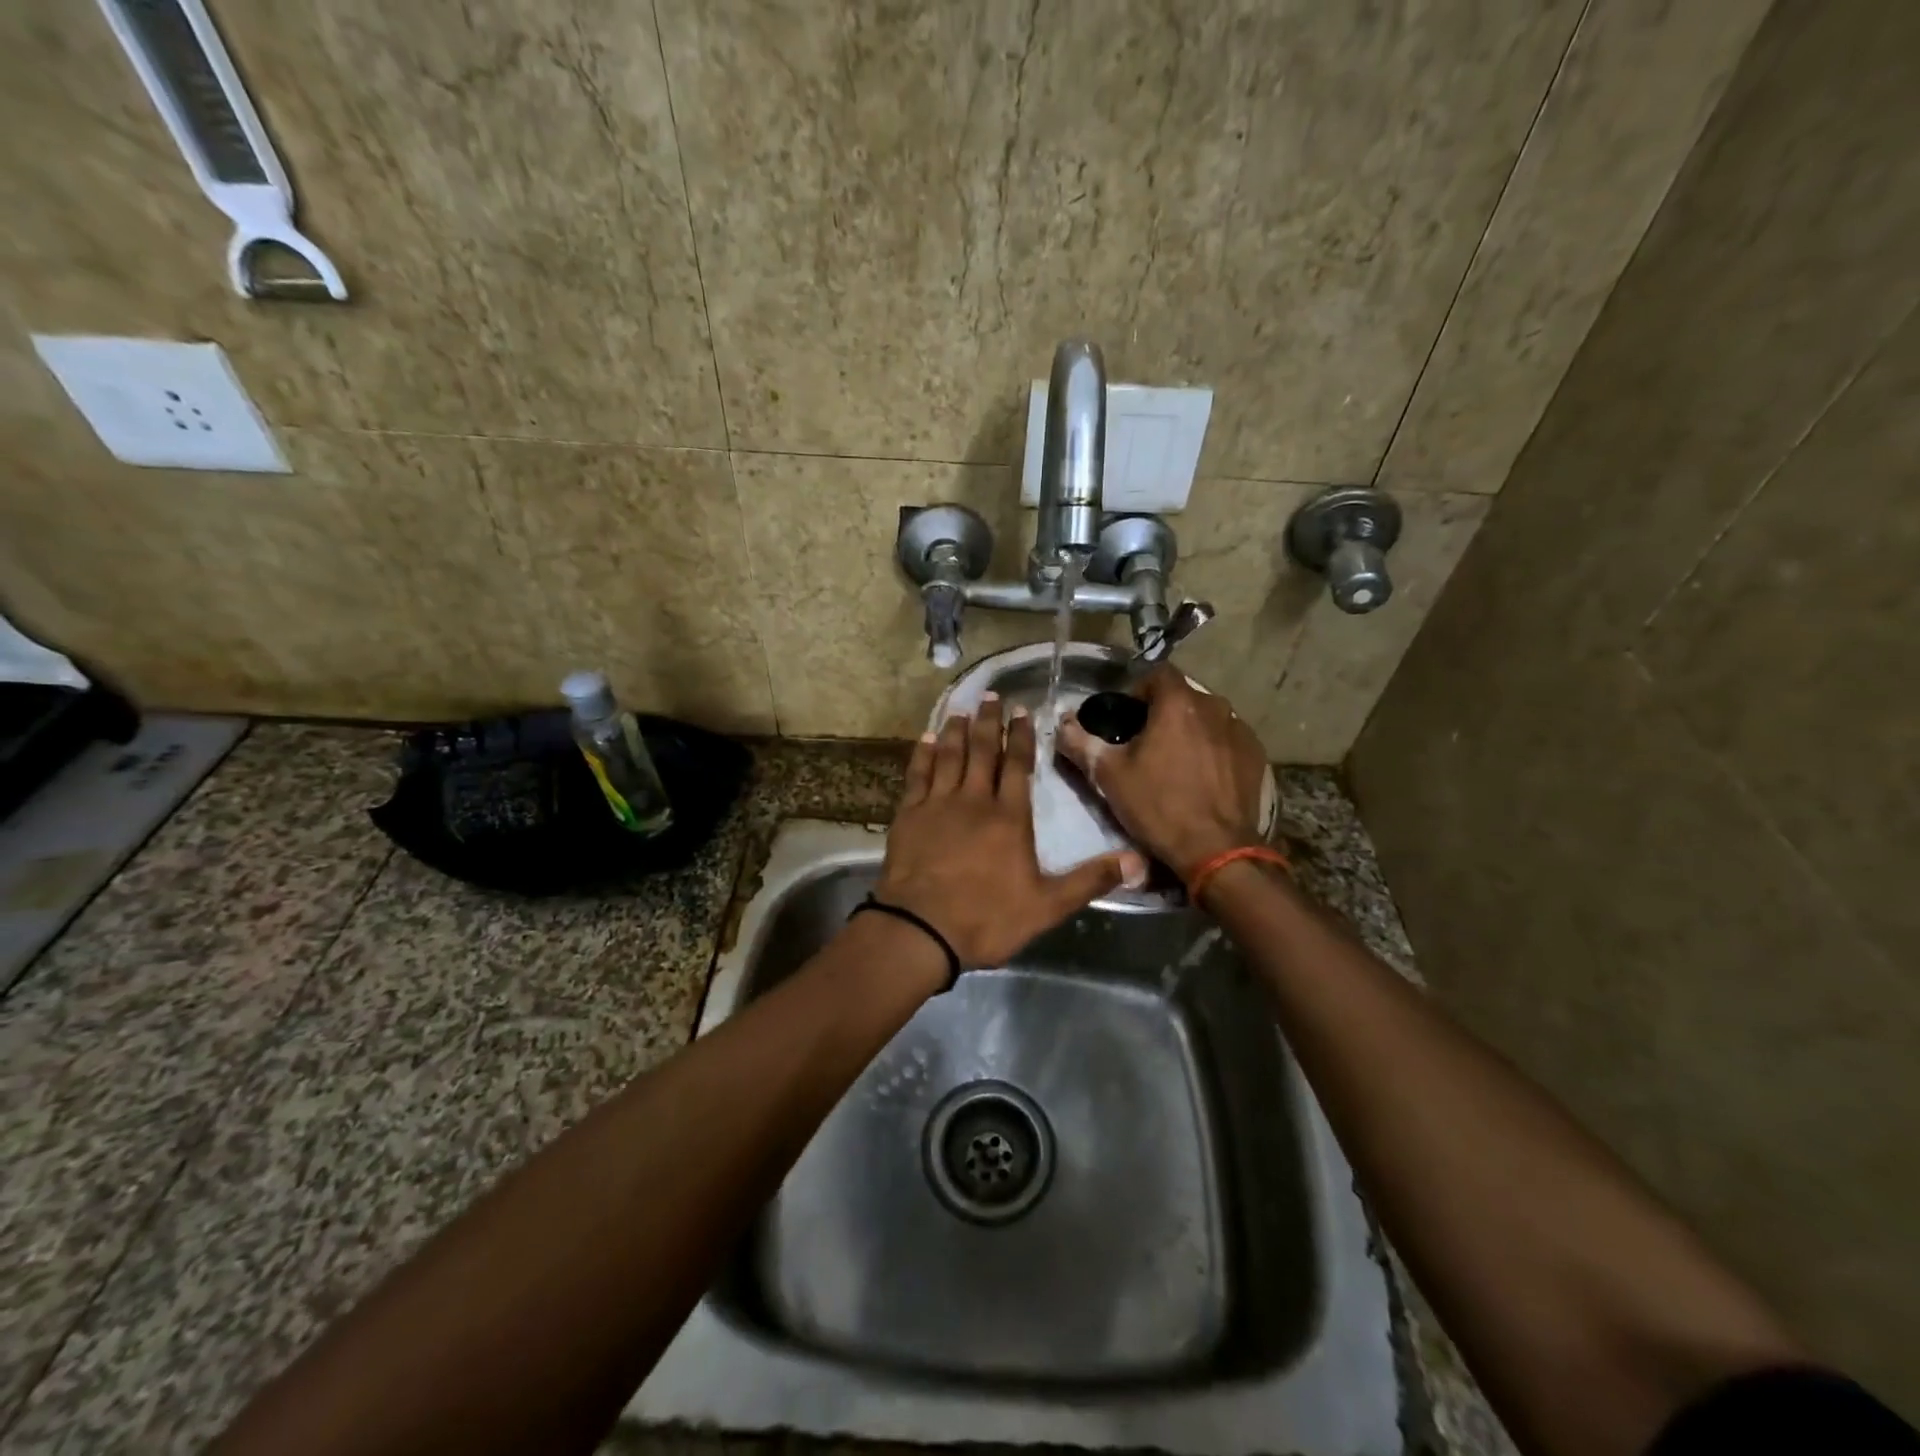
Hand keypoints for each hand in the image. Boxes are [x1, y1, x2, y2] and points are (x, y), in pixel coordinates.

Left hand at [876, 695, 1146, 968]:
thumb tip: (1138, 861)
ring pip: (950, 756)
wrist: (920, 929)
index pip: (1019, 766)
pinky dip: (923, 754)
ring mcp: (938, 805)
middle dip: (990, 722)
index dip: (1022, 737)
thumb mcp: (1047, 906)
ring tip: (962, 709)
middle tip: (991, 695)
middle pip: (983, 752)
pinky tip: (925, 739)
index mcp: (1009, 818)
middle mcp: (974, 801)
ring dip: (957, 731)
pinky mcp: (909, 815)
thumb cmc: (986, 918)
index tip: (1022, 711)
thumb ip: (1090, 880)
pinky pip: (917, 775)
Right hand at [1056, 666, 1268, 880]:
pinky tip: (1202, 777)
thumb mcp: (1108, 775)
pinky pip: (1228, 740)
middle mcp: (1214, 707)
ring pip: (1207, 718)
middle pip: (1183, 696)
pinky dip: (1213, 749)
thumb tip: (1061, 722)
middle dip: (1164, 712)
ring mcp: (1240, 731)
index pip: (1158, 673)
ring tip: (1175, 761)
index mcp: (1178, 704)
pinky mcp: (1255, 756)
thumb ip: (1080, 742)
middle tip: (1146, 743)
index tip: (1126, 717)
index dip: (1139, 689)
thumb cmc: (1158, 806)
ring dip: (1190, 730)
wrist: (1216, 850)